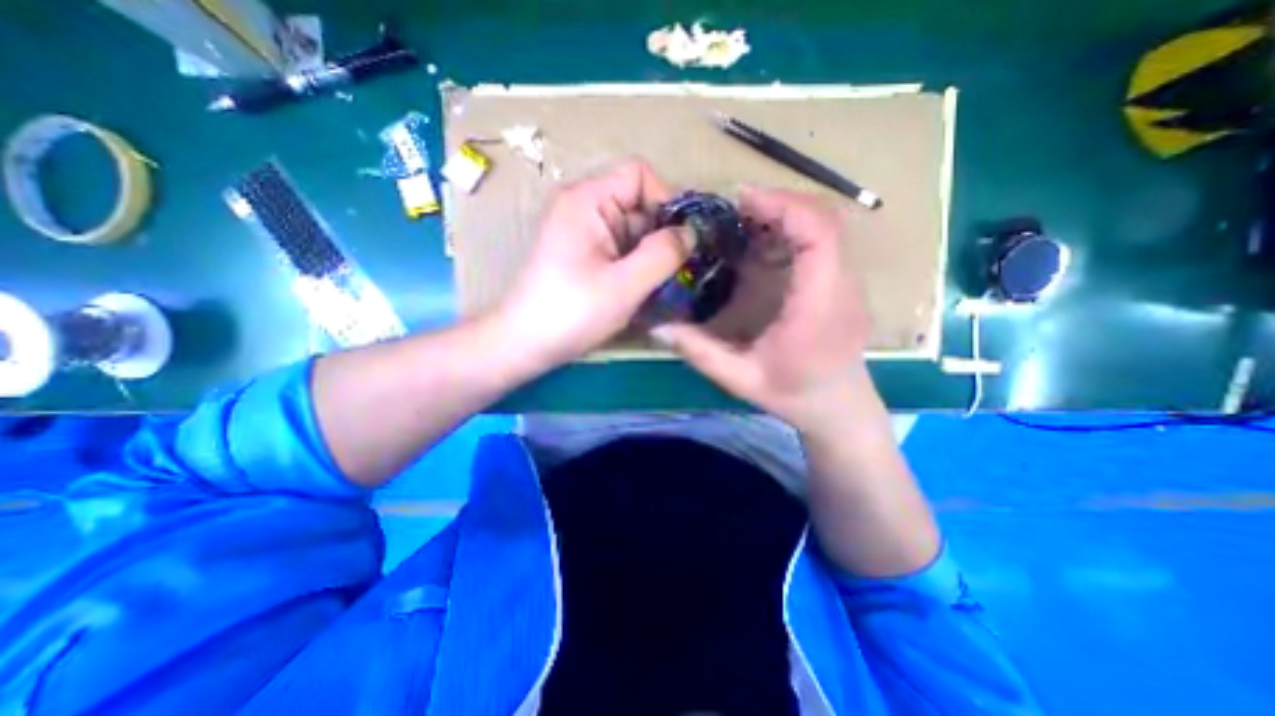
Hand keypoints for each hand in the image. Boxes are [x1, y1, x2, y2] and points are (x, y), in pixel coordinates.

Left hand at [493, 158, 692, 368]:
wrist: (525, 343)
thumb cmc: (571, 313)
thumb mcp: (624, 286)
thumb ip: (662, 255)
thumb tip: (691, 233)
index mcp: (587, 200)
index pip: (639, 175)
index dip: (666, 201)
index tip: (679, 242)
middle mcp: (583, 206)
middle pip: (638, 203)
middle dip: (660, 235)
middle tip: (674, 271)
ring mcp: (583, 231)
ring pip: (633, 229)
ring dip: (650, 254)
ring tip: (658, 285)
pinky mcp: (584, 252)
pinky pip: (621, 247)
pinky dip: (636, 264)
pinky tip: (641, 289)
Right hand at [652, 186, 871, 429]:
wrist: (839, 407)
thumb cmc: (794, 395)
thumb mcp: (740, 379)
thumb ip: (699, 352)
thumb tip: (657, 329)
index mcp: (819, 303)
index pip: (817, 234)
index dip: (782, 206)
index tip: (741, 200)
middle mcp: (842, 284)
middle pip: (825, 218)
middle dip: (780, 202)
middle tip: (737, 208)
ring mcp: (848, 281)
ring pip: (827, 226)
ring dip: (787, 214)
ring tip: (747, 220)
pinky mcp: (843, 284)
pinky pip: (824, 242)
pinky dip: (795, 231)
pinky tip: (765, 244)